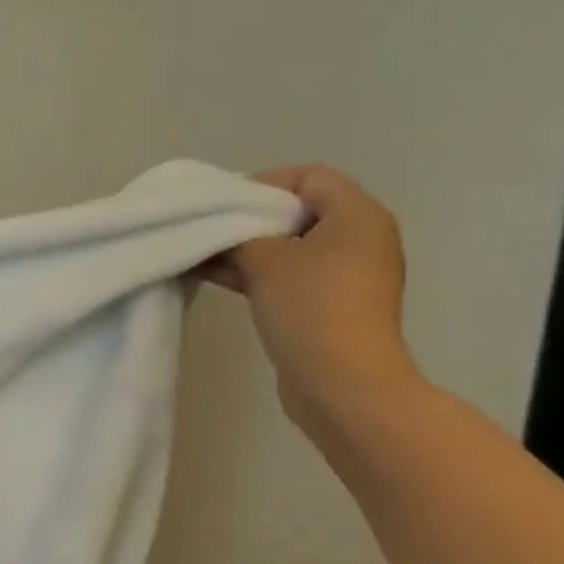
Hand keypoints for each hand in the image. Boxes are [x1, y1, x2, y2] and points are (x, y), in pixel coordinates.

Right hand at [198, 166, 419, 428]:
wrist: (342, 385)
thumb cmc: (311, 308)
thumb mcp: (266, 260)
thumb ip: (239, 235)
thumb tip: (221, 231)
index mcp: (358, 215)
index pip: (310, 177)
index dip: (265, 184)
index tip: (224, 203)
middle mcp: (361, 239)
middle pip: (298, 212)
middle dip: (250, 219)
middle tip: (209, 229)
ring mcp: (348, 277)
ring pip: (291, 248)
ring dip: (248, 250)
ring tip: (202, 255)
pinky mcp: (333, 307)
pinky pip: (293, 277)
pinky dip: (259, 274)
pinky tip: (217, 278)